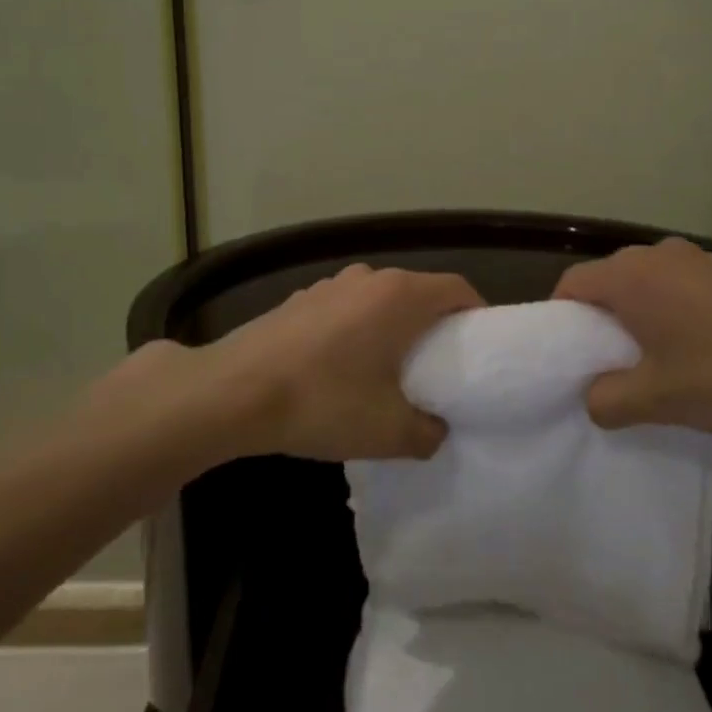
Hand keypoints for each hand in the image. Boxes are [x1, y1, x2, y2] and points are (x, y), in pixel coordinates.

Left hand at [149, 263, 482, 462]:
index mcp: (400, 296)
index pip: (457, 288)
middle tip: (439, 365)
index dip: (476, 314)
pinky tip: (339, 368)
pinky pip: (344, 309)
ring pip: (378, 299)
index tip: (479, 347)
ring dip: (392, 326)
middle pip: (417, 291)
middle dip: (434, 324)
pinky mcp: (298, 300)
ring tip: (388, 369)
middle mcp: (367, 278)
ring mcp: (328, 285)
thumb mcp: (389, 431)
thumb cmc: (323, 402)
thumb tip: (435, 430)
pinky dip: (356, 329)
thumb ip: (428, 432)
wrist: (232, 392)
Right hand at [553, 237, 711, 438]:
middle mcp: (657, 254)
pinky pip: (678, 286)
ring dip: (638, 316)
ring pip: (645, 284)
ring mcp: (697, 258)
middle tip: (606, 363)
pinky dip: (670, 311)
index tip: (568, 356)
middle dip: (600, 320)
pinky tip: (695, 350)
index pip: (571, 284)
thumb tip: (594, 398)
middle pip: (608, 280)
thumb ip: (608, 400)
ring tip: (652, 360)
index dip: (561, 319)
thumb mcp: (657, 399)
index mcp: (629, 275)